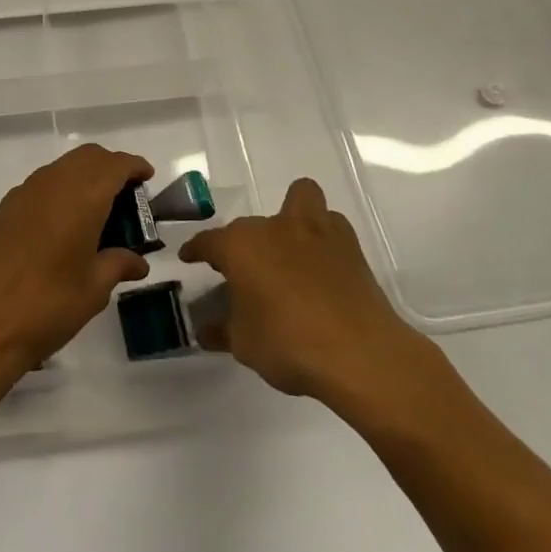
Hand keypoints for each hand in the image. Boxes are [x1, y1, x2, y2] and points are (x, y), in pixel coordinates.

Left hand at [0, 144, 154, 387]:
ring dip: (83, 177)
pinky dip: (60, 191)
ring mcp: (24, 193)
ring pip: (62, 168)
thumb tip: (137, 262)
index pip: (114, 164)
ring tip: (96, 211)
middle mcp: (53, 183)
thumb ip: (117, 265)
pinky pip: (41, 185)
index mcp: (82, 196)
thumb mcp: (93, 290)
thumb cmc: (47, 306)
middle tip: (125, 196)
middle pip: (87, 157)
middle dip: (109, 167)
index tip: (147, 177)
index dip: (134, 166)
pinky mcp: (4, 209)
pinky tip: (62, 225)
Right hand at [179, 178, 463, 428]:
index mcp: (240, 245)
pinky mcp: (348, 244)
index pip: (208, 241)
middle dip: (244, 246)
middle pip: (249, 227)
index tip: (190, 258)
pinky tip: (321, 265)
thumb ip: (223, 330)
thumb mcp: (244, 345)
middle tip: (246, 276)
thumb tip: (207, 329)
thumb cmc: (289, 344)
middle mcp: (273, 227)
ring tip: (290, 249)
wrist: (359, 353)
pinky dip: (322, 237)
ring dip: (292, 217)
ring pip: (299, 198)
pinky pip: (329, 225)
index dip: (196, 251)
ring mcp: (314, 230)